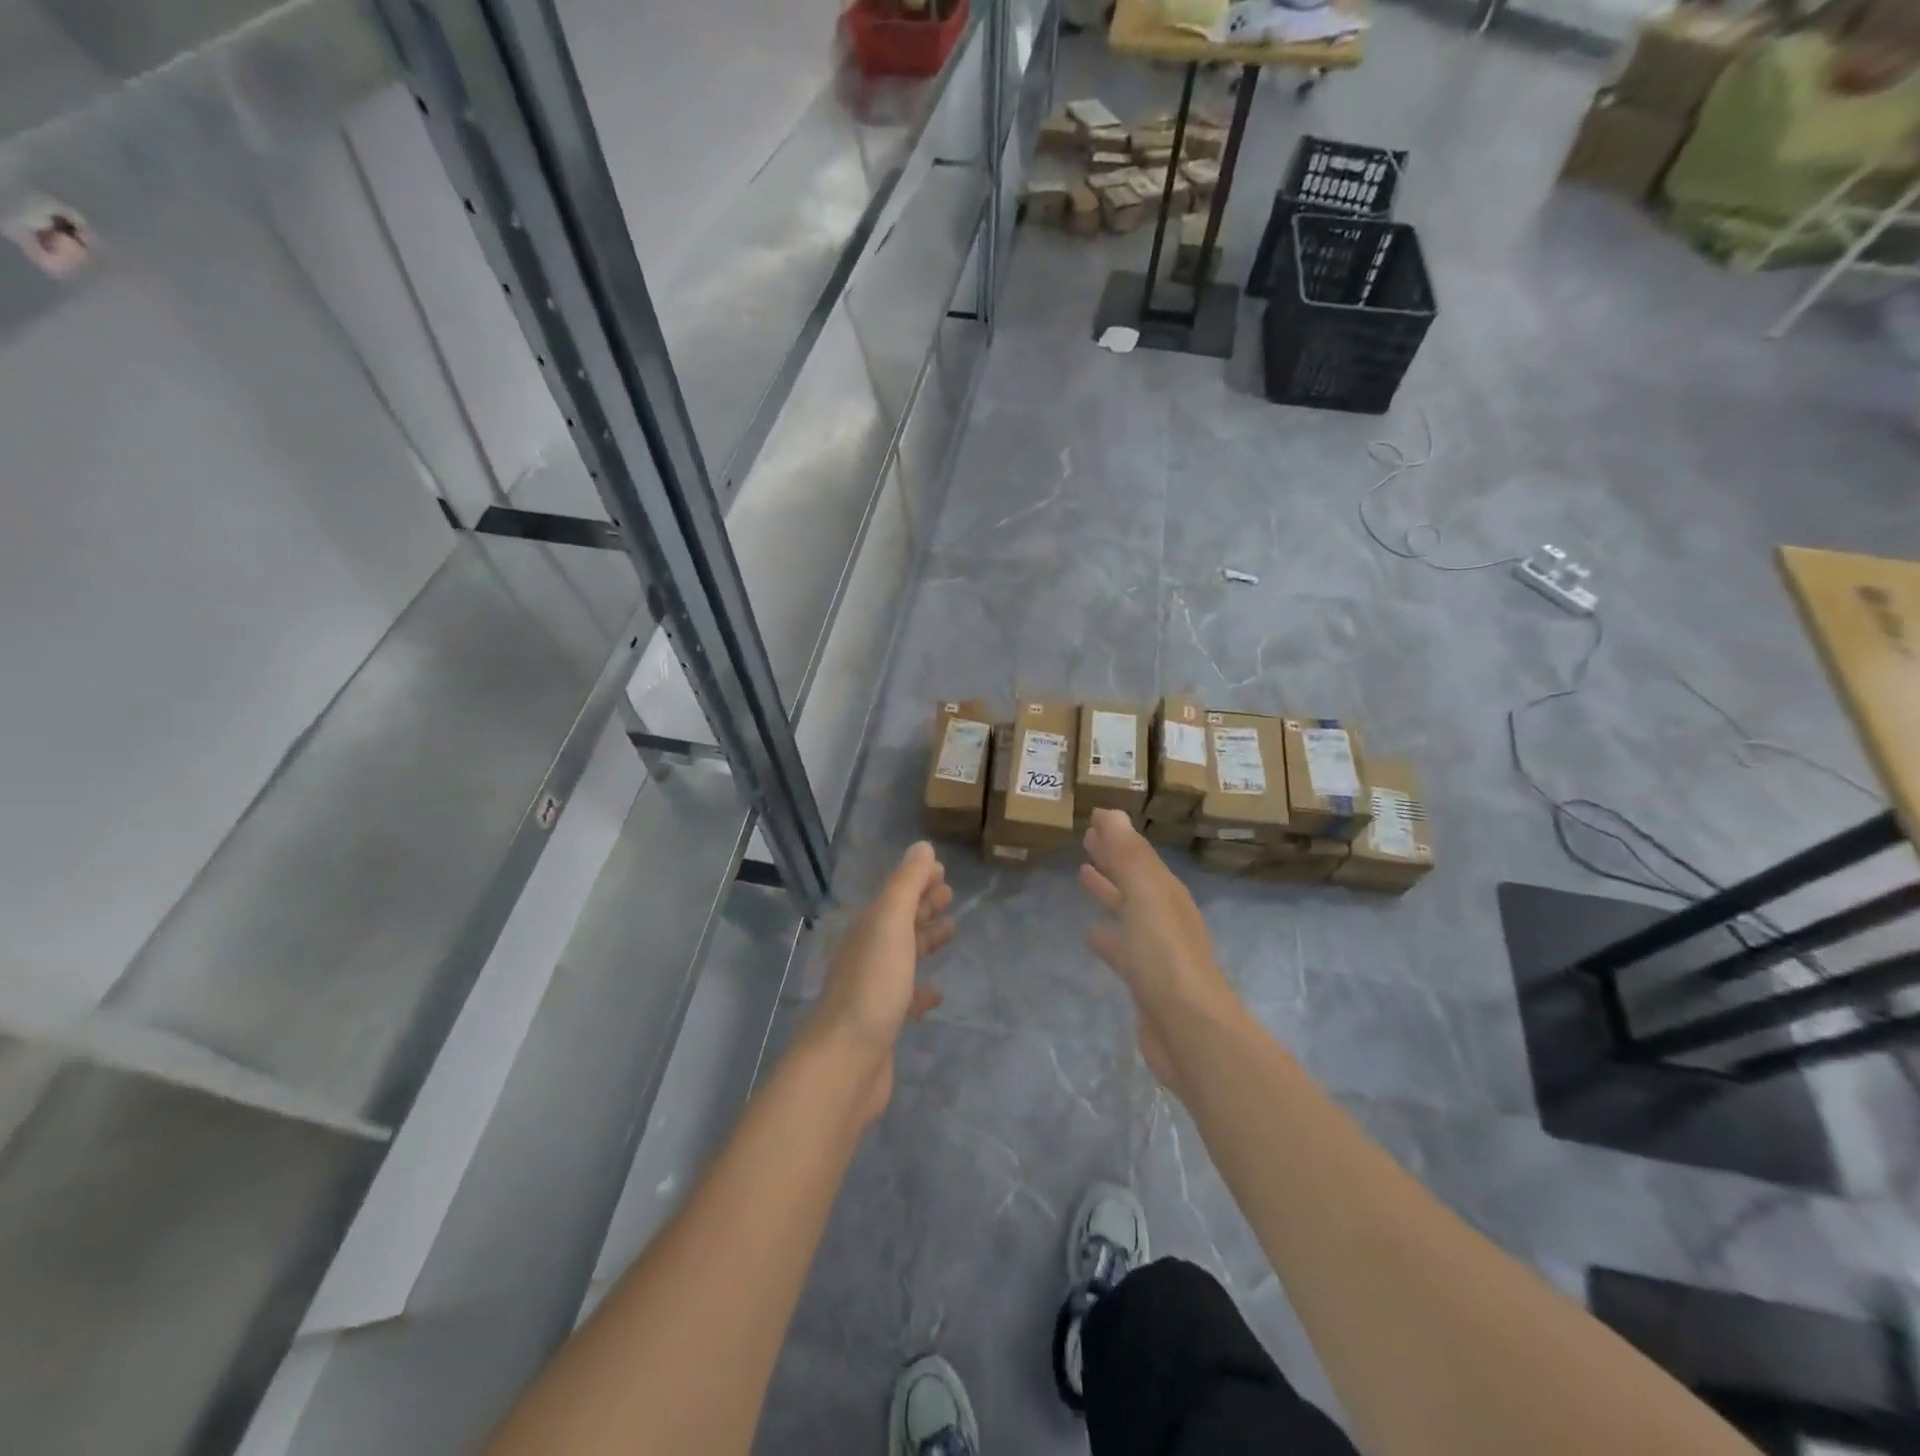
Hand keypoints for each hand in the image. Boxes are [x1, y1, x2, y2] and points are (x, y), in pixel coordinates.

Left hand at [810, 841, 953, 1122]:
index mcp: (867, 928)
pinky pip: (905, 996)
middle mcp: (866, 953)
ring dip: (924, 940)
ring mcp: (872, 989)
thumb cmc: (873, 985)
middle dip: (922, 905)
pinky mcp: (881, 1023)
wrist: (846, 1061)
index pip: (895, 894)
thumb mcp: (890, 923)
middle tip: (951, 896)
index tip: (942, 873)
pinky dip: (921, 989)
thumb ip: (906, 884)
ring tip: (951, 932)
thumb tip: (922, 847)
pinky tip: (936, 993)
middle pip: (898, 921)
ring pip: (902, 955)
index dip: (917, 880)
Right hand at [1078, 810, 1242, 1091]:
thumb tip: (1111, 812)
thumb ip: (1128, 856)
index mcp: (1166, 894)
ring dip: (1108, 892)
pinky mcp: (1145, 981)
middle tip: (1087, 840)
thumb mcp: (1145, 898)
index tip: (1094, 819)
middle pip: (1134, 880)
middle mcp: (1164, 917)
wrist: (1191, 1031)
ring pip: (1127, 911)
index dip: (1117, 837)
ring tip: (1082, 875)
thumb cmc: (1165, 957)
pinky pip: (1122, 948)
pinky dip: (1106, 936)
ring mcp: (1156, 951)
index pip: (1138, 855)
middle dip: (1113, 859)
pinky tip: (1088, 935)